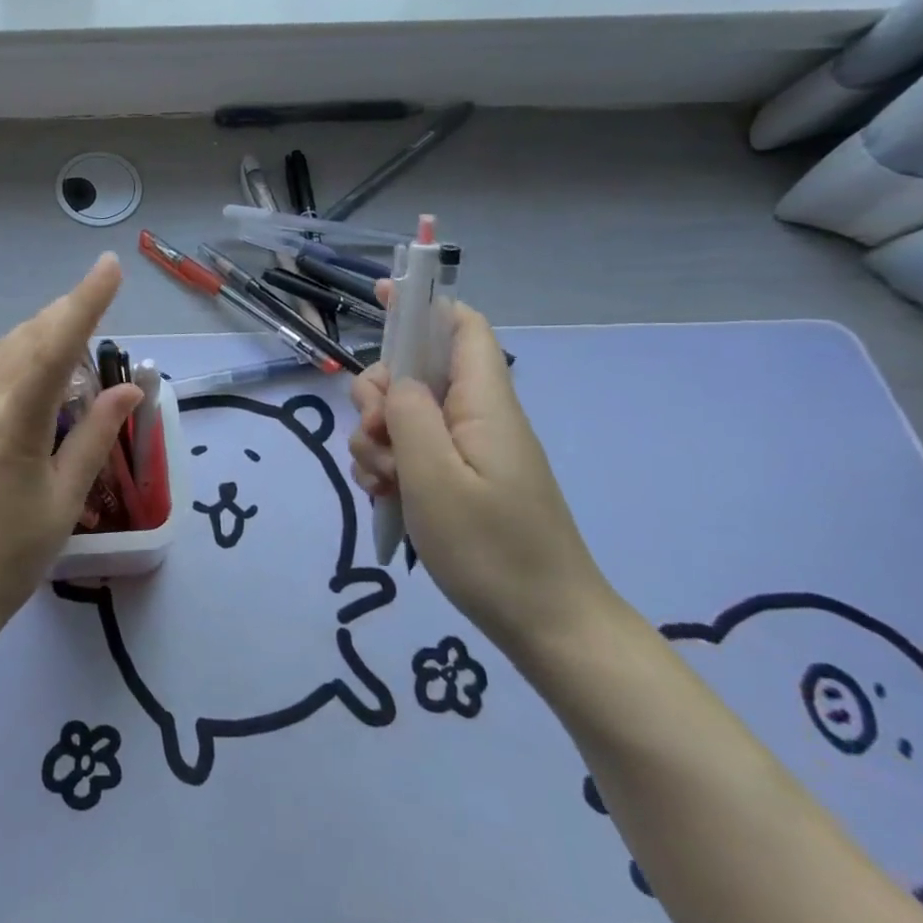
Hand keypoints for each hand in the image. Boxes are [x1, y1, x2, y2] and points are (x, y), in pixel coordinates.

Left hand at [0, 255, 140, 661]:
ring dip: (39, 332)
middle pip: (25, 339)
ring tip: (72, 328)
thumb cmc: (10, 557)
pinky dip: (16, 356)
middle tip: (98, 297)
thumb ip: (94, 438)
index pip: (54, 347)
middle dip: (64, 312)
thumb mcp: (63, 502)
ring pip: (2, 352)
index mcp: (13, 424)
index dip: (85, 303)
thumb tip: (128, 390)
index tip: (109, 267)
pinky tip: (34, 367)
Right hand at [348, 287, 614, 658]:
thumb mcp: (435, 477)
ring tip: (385, 484)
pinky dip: (389, 467)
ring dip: (377, 442)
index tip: (378, 297)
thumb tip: (396, 381)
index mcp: (484, 403)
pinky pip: (412, 453)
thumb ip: (408, 415)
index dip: (422, 303)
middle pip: (414, 375)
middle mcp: (477, 417)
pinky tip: (385, 498)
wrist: (546, 625)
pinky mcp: (459, 479)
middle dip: (377, 399)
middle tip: (377, 441)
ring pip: (403, 418)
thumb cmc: (492, 548)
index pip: (462, 327)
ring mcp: (468, 450)